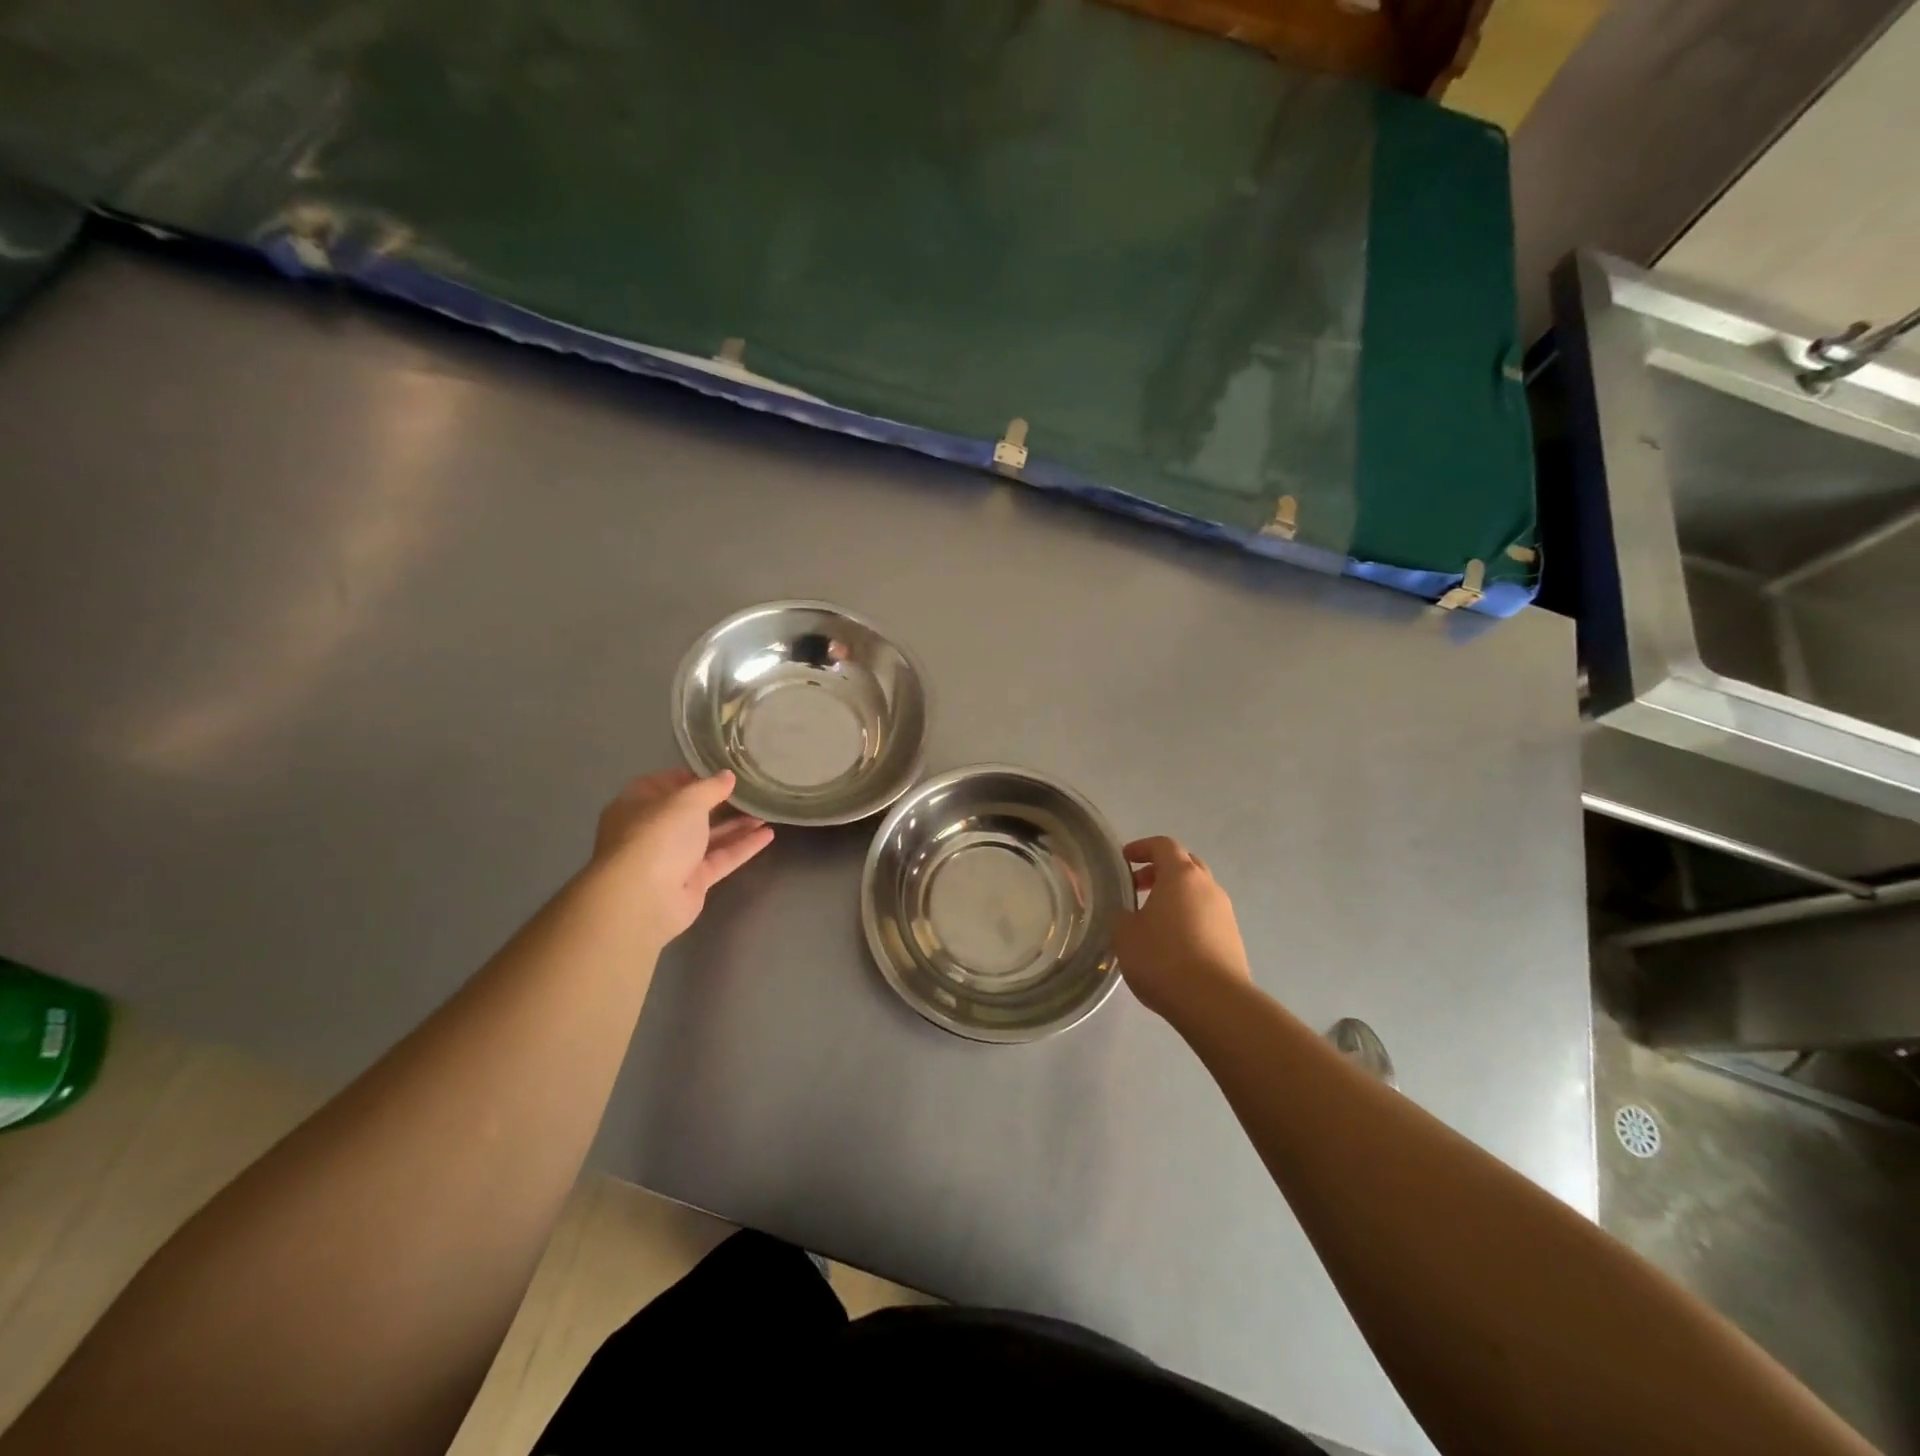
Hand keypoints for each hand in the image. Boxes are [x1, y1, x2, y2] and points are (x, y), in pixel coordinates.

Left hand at [591, 769, 774, 944]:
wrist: (644, 899)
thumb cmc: (657, 836)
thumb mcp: (686, 800)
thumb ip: (710, 787)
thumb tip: (727, 776)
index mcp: (638, 805)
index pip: (664, 784)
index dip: (692, 777)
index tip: (721, 773)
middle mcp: (653, 831)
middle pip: (689, 813)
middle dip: (720, 803)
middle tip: (750, 792)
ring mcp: (672, 858)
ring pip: (708, 837)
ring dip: (736, 825)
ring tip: (766, 812)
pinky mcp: (692, 881)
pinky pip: (720, 859)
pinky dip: (742, 847)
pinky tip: (768, 835)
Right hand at [1112, 836, 1251, 1021]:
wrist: (1214, 1003)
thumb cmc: (1163, 958)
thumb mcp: (1124, 934)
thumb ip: (1122, 916)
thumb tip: (1128, 915)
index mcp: (1181, 875)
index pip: (1163, 845)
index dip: (1142, 848)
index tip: (1124, 860)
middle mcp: (1208, 887)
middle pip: (1185, 865)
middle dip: (1160, 871)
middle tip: (1138, 888)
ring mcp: (1225, 913)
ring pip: (1198, 893)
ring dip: (1176, 897)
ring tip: (1152, 921)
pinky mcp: (1233, 940)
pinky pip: (1206, 917)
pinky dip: (1188, 919)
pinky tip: (1172, 944)